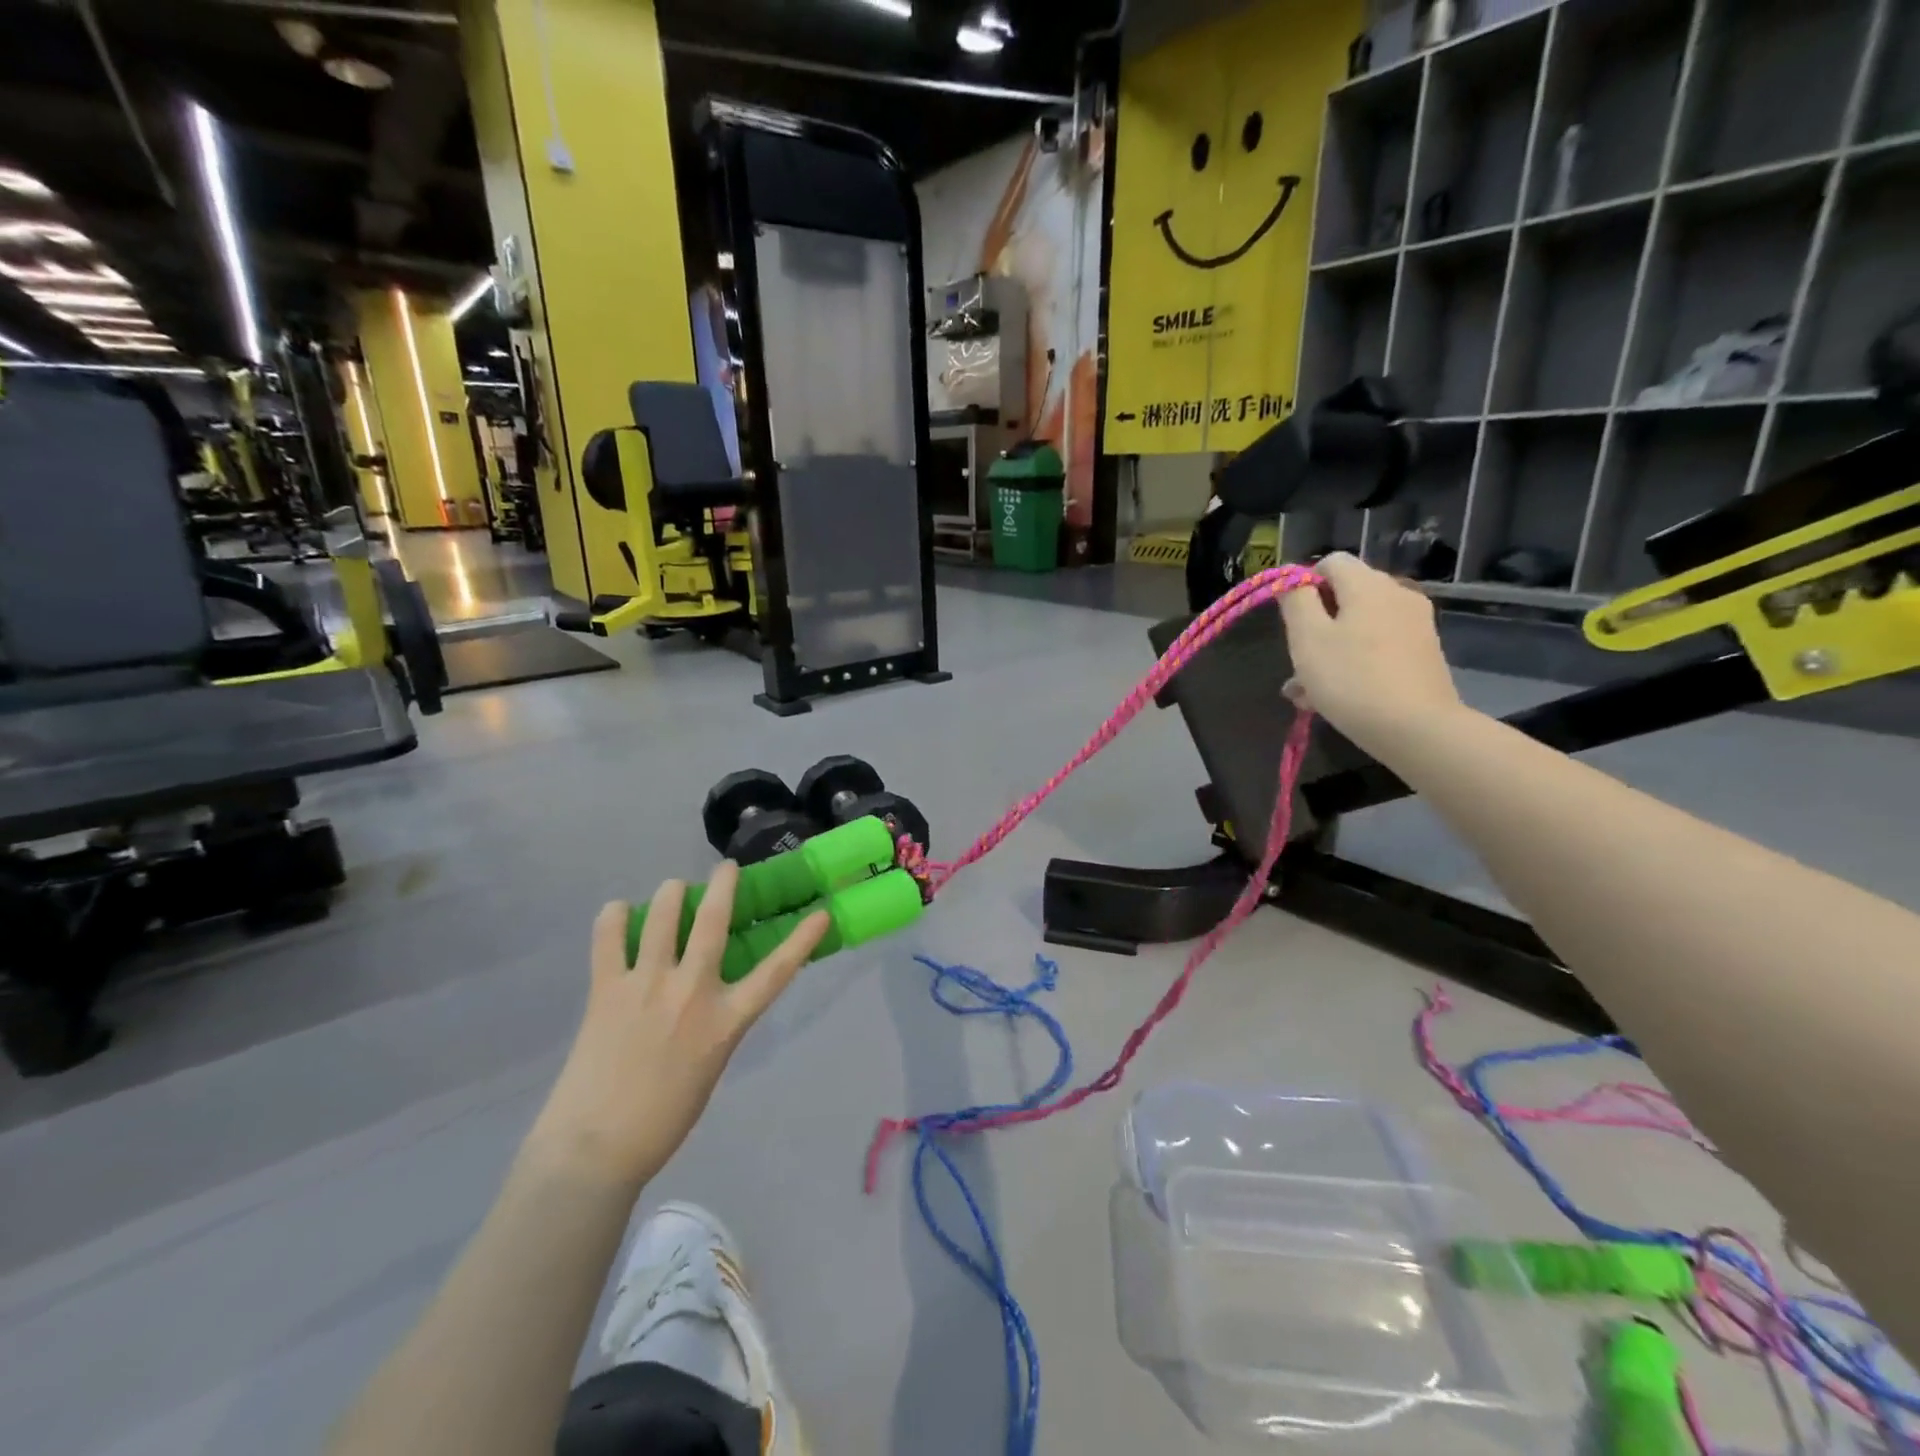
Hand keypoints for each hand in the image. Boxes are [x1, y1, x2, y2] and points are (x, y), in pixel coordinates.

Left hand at [530, 864, 829, 1186]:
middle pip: (713, 920)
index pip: (776, 972)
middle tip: (724, 868)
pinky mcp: (607, 989)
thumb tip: (708, 994)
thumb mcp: (710, 1066)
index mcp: (725, 1021)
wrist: (596, 1149)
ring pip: (663, 915)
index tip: (820, 913)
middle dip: (722, 884)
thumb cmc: (663, 1118)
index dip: (802, 939)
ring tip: (672, 890)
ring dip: (671, 893)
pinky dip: (615, 916)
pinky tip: (620, 912)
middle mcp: (691, 992)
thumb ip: (715, 1023)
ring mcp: (647, 986)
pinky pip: (609, 937)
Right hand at [1280, 552, 1464, 755]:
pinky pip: (1377, 648)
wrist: (1418, 729)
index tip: (1290, 620)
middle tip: (1295, 663)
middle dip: (1315, 625)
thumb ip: (1296, 601)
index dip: (1303, 584)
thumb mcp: (1307, 638)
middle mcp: (1397, 596)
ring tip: (1306, 692)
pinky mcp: (1423, 655)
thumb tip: (1292, 580)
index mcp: (1369, 585)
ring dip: (1329, 651)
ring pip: (1358, 627)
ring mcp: (1415, 626)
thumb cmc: (1351, 679)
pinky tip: (1335, 698)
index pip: (1330, 562)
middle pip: (1346, 596)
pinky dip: (1354, 663)